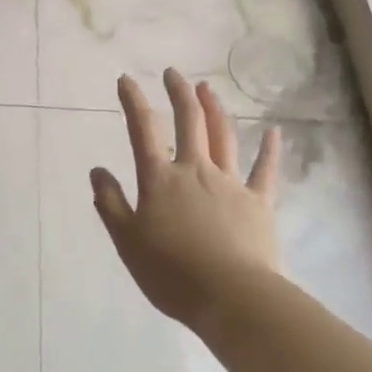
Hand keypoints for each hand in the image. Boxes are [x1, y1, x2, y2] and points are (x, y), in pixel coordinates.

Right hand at [91, 69, 281, 331]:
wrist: (232, 298)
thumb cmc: (172, 273)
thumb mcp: (127, 241)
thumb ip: (110, 203)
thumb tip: (97, 170)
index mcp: (160, 179)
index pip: (142, 130)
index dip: (133, 101)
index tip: (126, 79)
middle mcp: (195, 170)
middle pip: (187, 122)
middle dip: (178, 93)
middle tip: (172, 73)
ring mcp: (230, 184)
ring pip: (222, 136)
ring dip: (214, 108)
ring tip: (206, 88)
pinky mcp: (259, 203)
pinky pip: (265, 171)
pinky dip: (270, 150)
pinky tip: (275, 132)